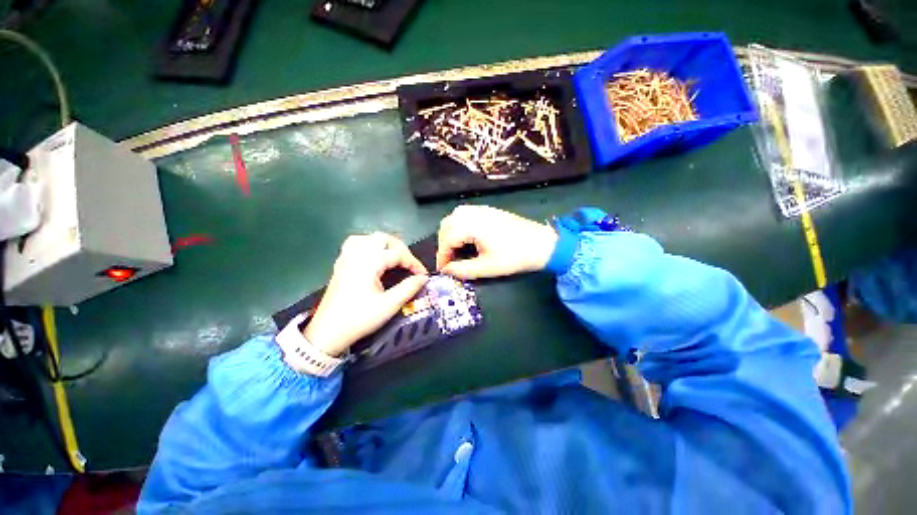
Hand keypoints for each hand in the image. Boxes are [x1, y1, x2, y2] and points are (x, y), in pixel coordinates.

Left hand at [304, 233, 428, 356]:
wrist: (327, 333)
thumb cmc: (359, 318)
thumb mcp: (389, 305)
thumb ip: (409, 288)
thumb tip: (423, 278)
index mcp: (369, 262)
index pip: (398, 254)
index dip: (414, 263)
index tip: (423, 275)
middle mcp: (357, 255)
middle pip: (383, 239)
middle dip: (401, 249)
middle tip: (410, 264)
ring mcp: (346, 258)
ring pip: (368, 238)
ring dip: (384, 244)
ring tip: (394, 256)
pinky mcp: (341, 265)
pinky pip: (355, 244)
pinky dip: (368, 245)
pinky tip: (373, 257)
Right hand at [436, 205, 557, 279]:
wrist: (542, 244)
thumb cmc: (514, 257)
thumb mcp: (487, 268)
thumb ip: (462, 270)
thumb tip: (446, 270)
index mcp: (472, 226)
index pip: (447, 239)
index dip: (442, 256)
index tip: (442, 270)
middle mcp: (474, 213)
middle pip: (447, 225)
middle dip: (443, 243)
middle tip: (449, 260)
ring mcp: (482, 209)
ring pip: (455, 217)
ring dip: (450, 233)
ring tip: (455, 249)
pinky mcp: (489, 210)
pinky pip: (465, 214)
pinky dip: (459, 225)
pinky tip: (466, 238)